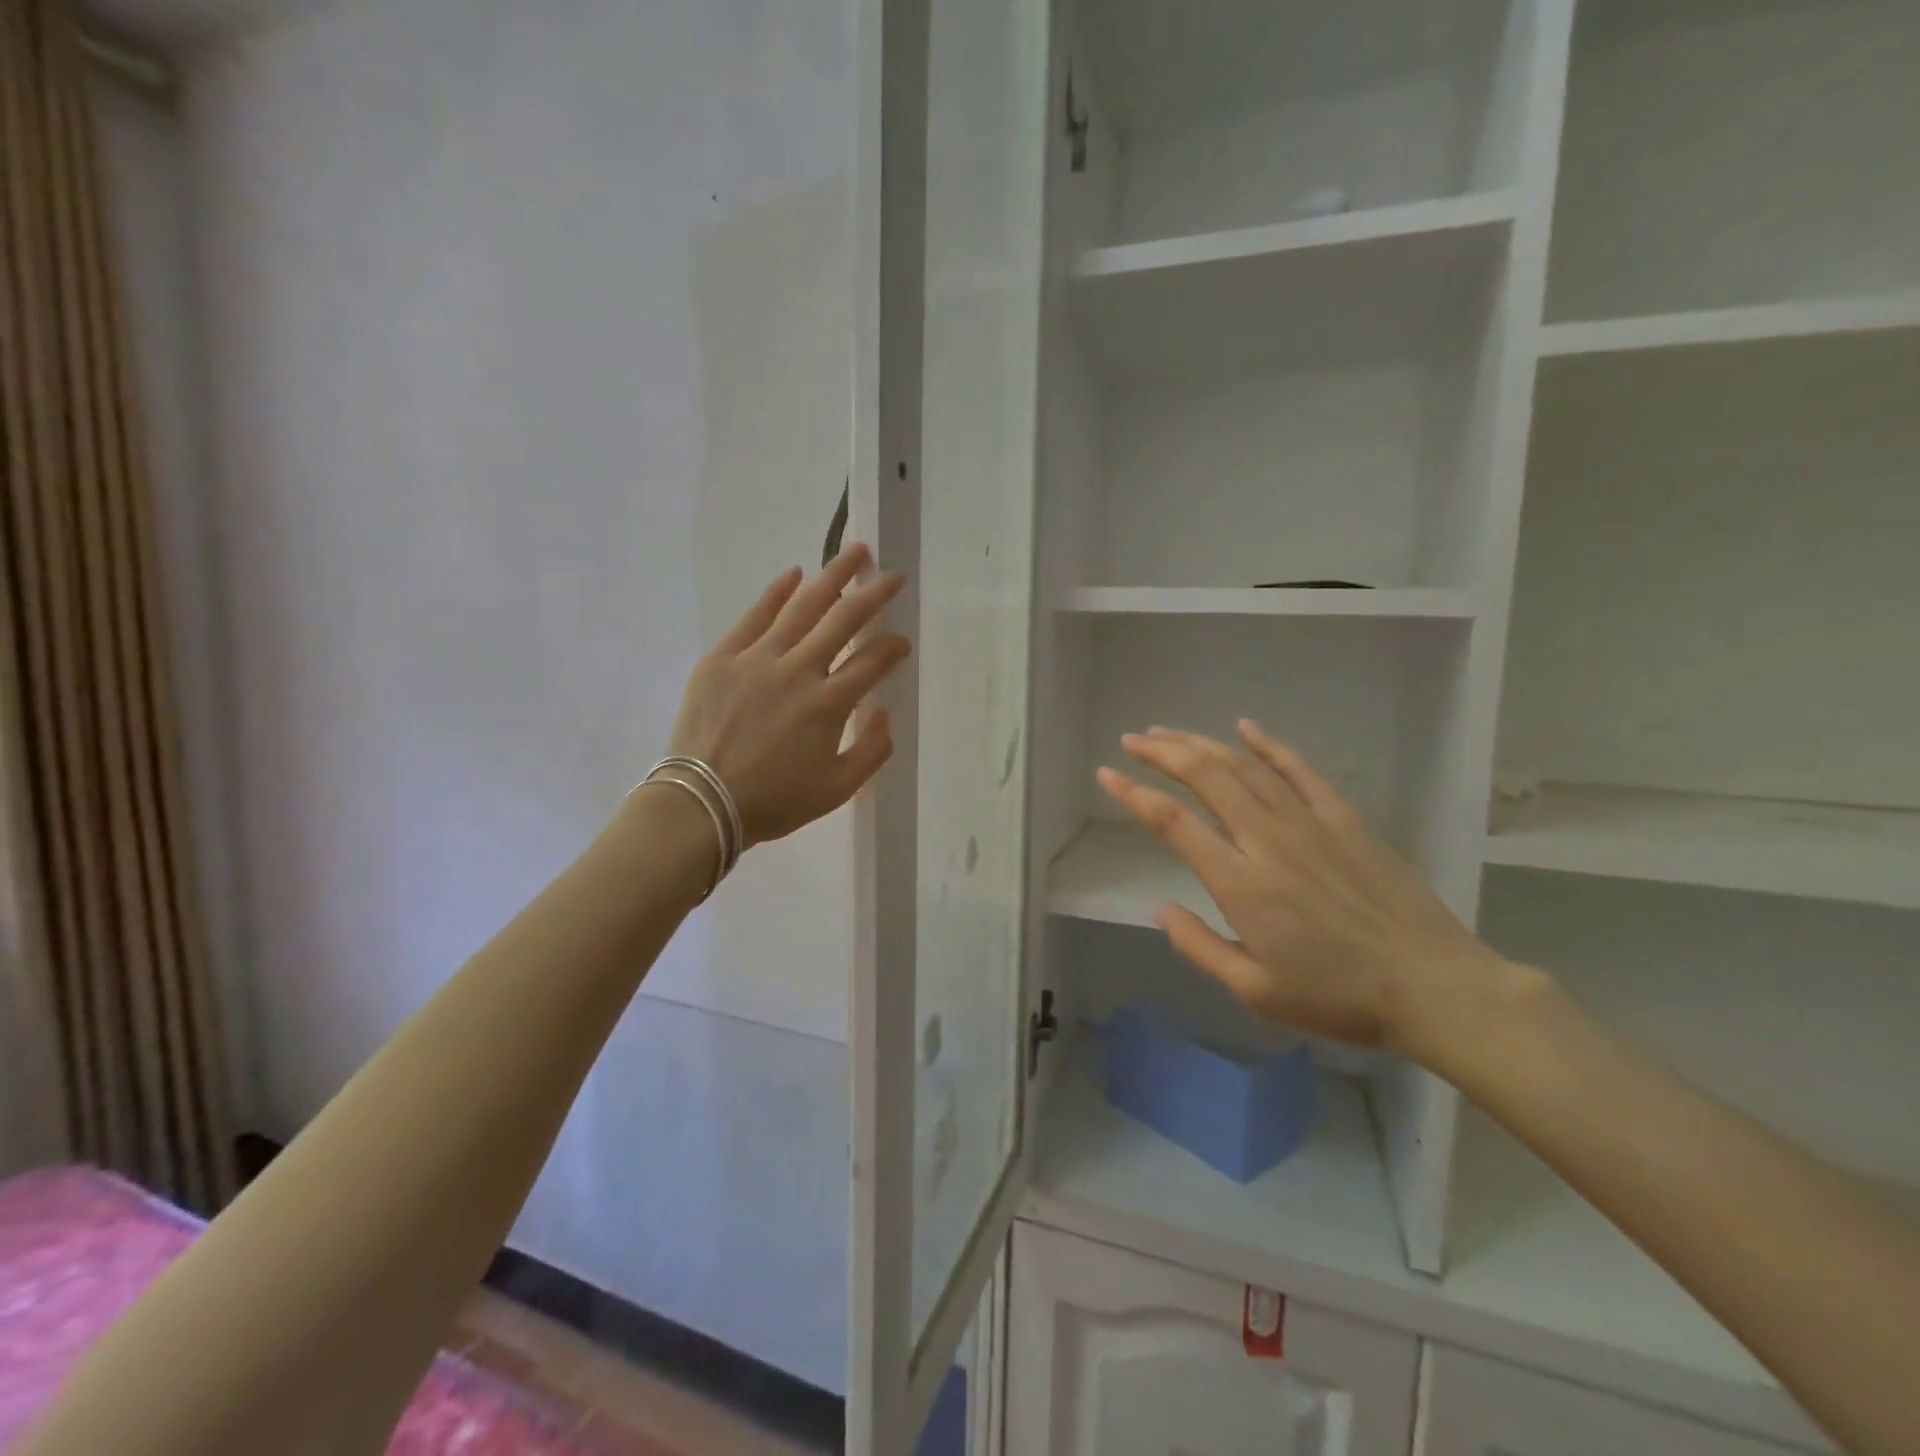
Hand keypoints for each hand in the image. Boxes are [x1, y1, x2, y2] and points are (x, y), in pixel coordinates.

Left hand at [669, 543, 910, 847]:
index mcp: (828, 705)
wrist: (701, 804)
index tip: (901, 643)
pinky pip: (756, 616)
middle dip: (873, 594)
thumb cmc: (774, 801)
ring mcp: (758, 659)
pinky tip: (795, 575)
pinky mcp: (723, 657)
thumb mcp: (837, 790)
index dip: (892, 649)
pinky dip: (777, 592)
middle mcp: (798, 671)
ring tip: (854, 552)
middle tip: (893, 576)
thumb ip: (872, 751)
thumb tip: (881, 710)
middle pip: (844, 620)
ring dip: (832, 576)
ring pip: (803, 607)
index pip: (872, 663)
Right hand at [1097, 722, 1517, 1064]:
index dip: (1134, 794)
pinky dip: (1269, 745)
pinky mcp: (1344, 818)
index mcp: (1239, 882)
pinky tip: (1246, 728)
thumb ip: (1199, 946)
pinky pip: (1299, 769)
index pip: (1173, 822)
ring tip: (1169, 733)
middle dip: (1162, 753)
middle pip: (1205, 777)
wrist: (1431, 985)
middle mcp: (1266, 839)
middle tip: (1133, 740)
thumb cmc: (1337, 995)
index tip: (1107, 775)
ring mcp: (1308, 822)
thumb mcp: (1255, 991)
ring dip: (1201, 744)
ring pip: (1244, 766)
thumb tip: (1161, 908)